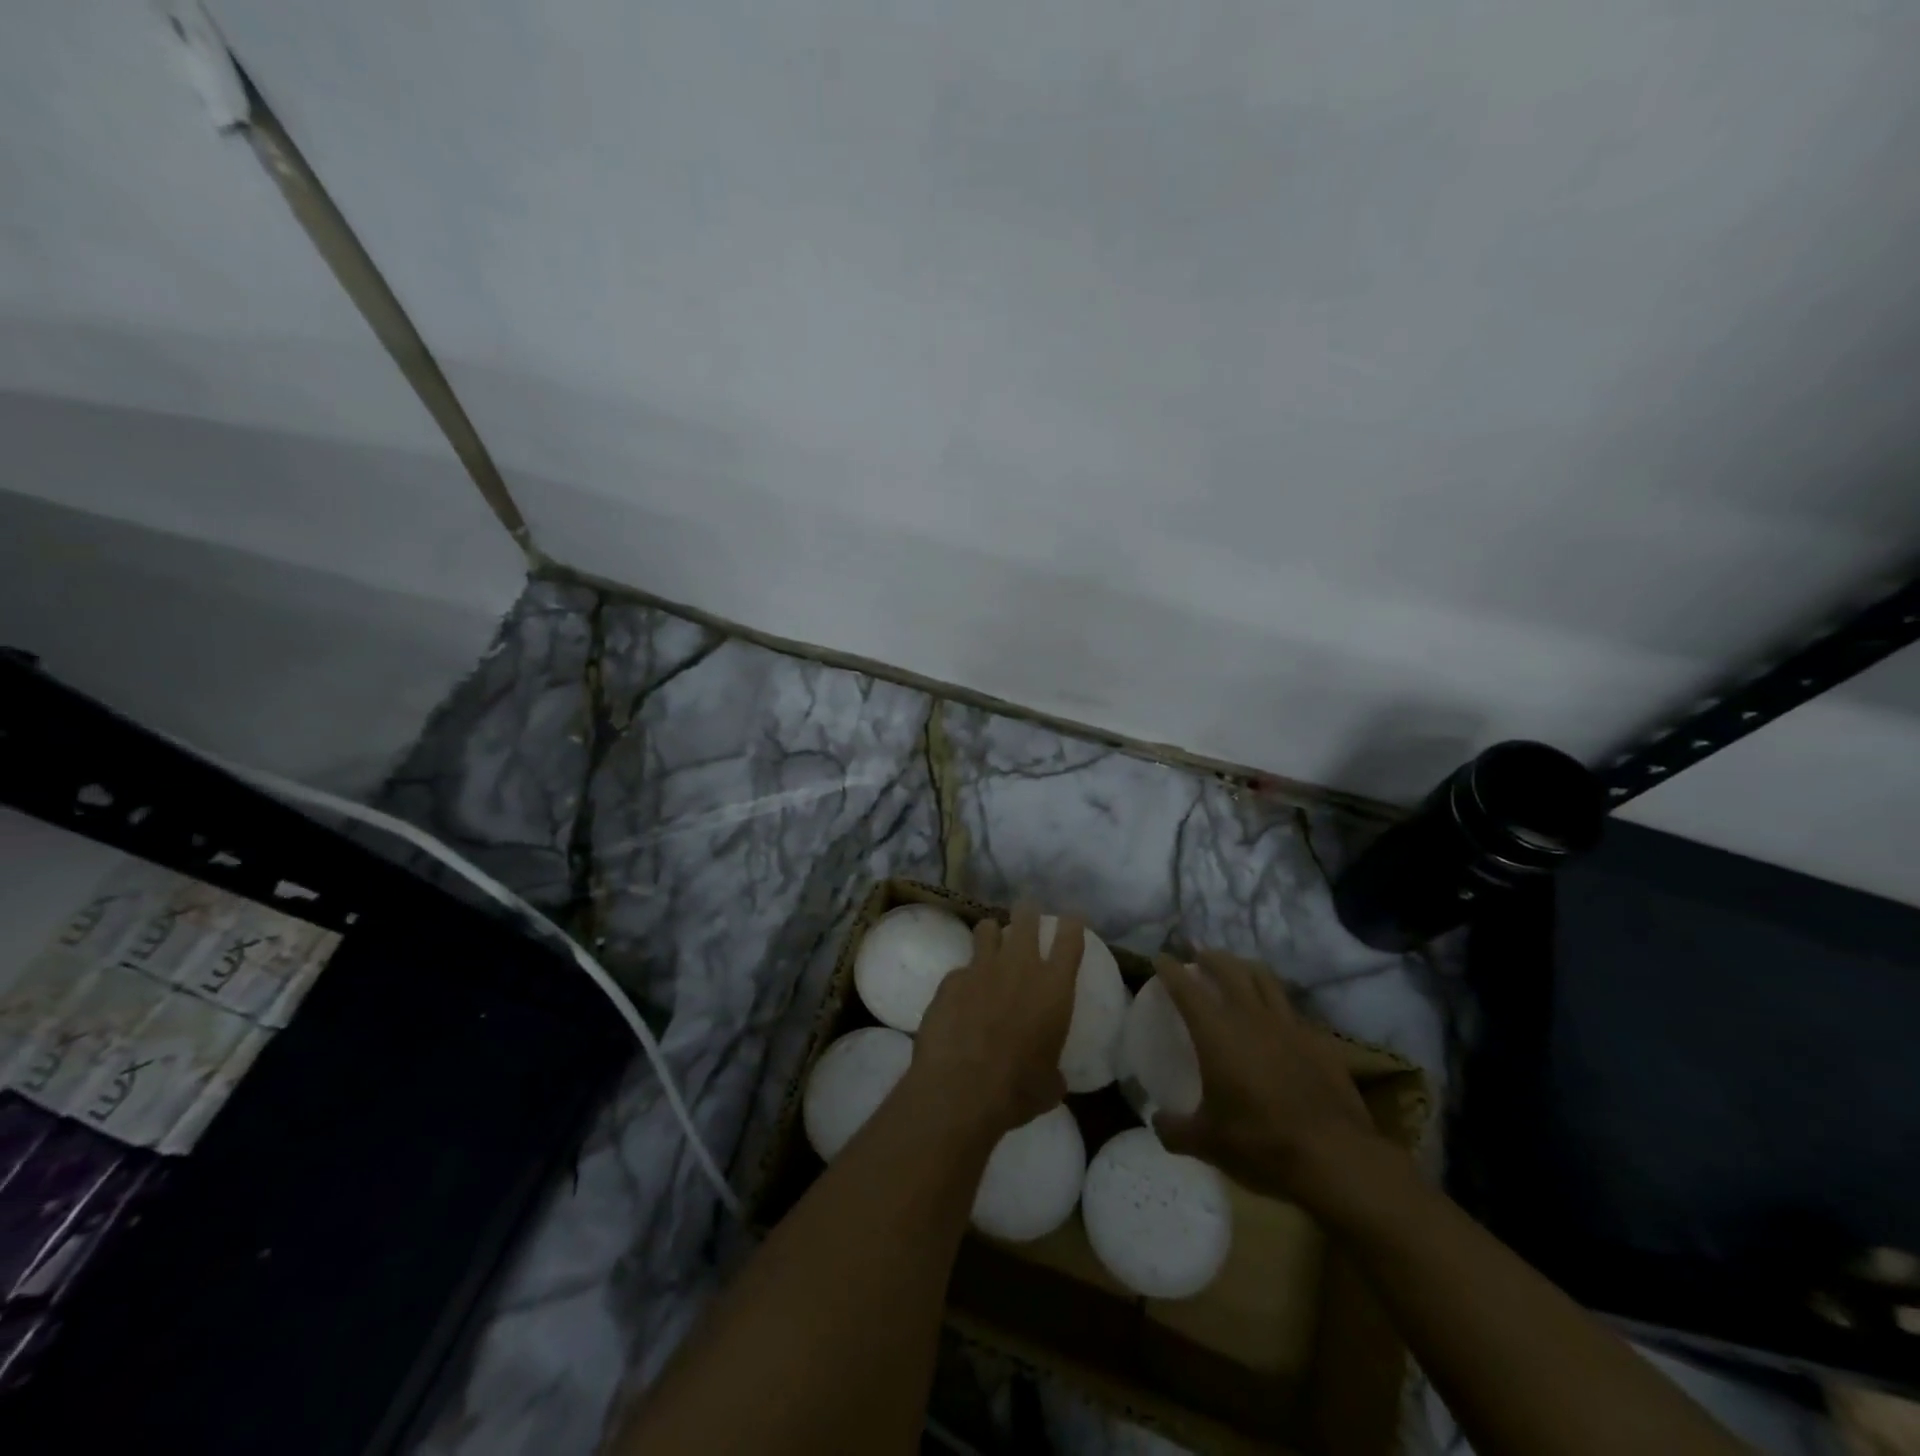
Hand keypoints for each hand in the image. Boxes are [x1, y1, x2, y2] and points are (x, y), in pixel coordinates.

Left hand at [910, 903, 1085, 1136]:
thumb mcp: (1048, 1085)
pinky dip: (964, 978)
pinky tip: (960, 997)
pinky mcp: (950, 980)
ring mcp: (981, 968)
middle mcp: (1020, 967)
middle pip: (1026, 918)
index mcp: (1054, 988)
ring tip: (991, 941)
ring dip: (992, 933)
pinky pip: (960, 969)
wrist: (960, 1088)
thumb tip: (1052, 1078)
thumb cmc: (1017, 1089)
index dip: (1072, 923)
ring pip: (988, 929)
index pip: (1070, 939)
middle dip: (1027, 912)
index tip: (1071, 918)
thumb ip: (1052, 1071)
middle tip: (1027, 913)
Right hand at [1151, 949, 1385, 1209]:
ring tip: (1238, 970)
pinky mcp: (1319, 1042)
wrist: (1336, 1157)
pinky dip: (1277, 1005)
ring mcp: (1289, 1026)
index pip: (1186, 987)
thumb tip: (1157, 1122)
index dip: (1170, 969)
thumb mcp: (1206, 1143)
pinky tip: (1277, 1020)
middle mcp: (1251, 1017)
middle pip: (1229, 969)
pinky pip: (1292, 1010)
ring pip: (1265, 979)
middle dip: (1210, 958)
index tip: (1160, 958)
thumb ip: (1174, 1130)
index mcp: (1216, 1032)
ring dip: (1245, 968)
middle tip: (1199, 957)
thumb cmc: (1261, 1142)